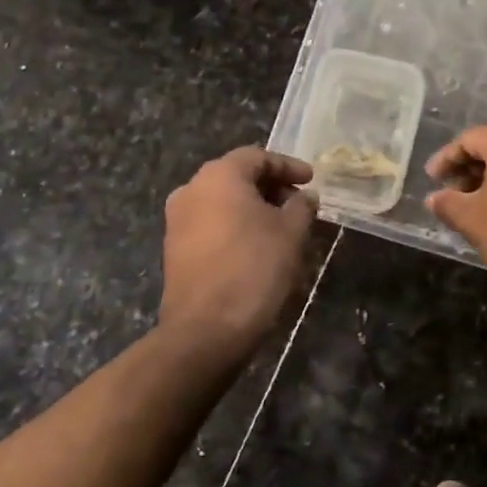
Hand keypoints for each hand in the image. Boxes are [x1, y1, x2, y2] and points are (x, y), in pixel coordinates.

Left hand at [160, 148, 317, 356]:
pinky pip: (210, 224)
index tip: (311, 181)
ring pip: (222, 201)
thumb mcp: (290, 233)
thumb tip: (305, 196)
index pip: (257, 157)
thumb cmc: (254, 268)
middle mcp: (191, 189)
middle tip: (299, 203)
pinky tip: (258, 246)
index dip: (288, 166)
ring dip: (253, 208)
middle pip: (237, 176)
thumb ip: (301, 206)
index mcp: (219, 176)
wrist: (206, 329)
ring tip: (282, 227)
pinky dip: (235, 226)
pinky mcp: (175, 249)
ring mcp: (178, 220)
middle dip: (270, 187)